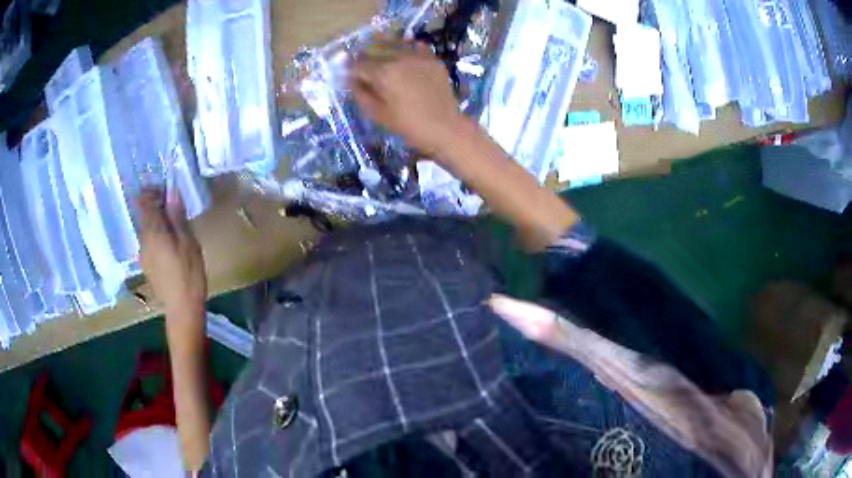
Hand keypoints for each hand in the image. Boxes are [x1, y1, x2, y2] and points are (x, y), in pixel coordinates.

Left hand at [137, 188, 206, 318]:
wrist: (182, 308)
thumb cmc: (188, 274)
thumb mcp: (188, 241)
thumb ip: (177, 217)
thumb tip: (172, 193)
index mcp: (153, 231)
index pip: (144, 201)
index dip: (152, 191)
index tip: (166, 190)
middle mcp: (143, 240)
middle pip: (144, 215)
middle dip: (156, 206)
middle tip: (175, 207)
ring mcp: (143, 254)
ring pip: (147, 229)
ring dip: (158, 222)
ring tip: (175, 227)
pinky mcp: (147, 265)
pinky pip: (149, 242)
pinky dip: (157, 236)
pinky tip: (170, 246)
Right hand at [350, 41, 465, 157]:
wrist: (445, 128)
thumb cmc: (408, 125)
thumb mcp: (377, 114)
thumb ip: (361, 94)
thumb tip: (351, 80)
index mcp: (383, 73)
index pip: (358, 64)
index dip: (351, 69)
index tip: (349, 75)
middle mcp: (399, 58)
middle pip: (375, 50)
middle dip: (365, 57)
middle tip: (363, 66)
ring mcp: (418, 56)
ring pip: (395, 44)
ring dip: (384, 48)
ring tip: (382, 57)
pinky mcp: (433, 59)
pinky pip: (415, 47)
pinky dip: (407, 48)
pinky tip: (404, 57)